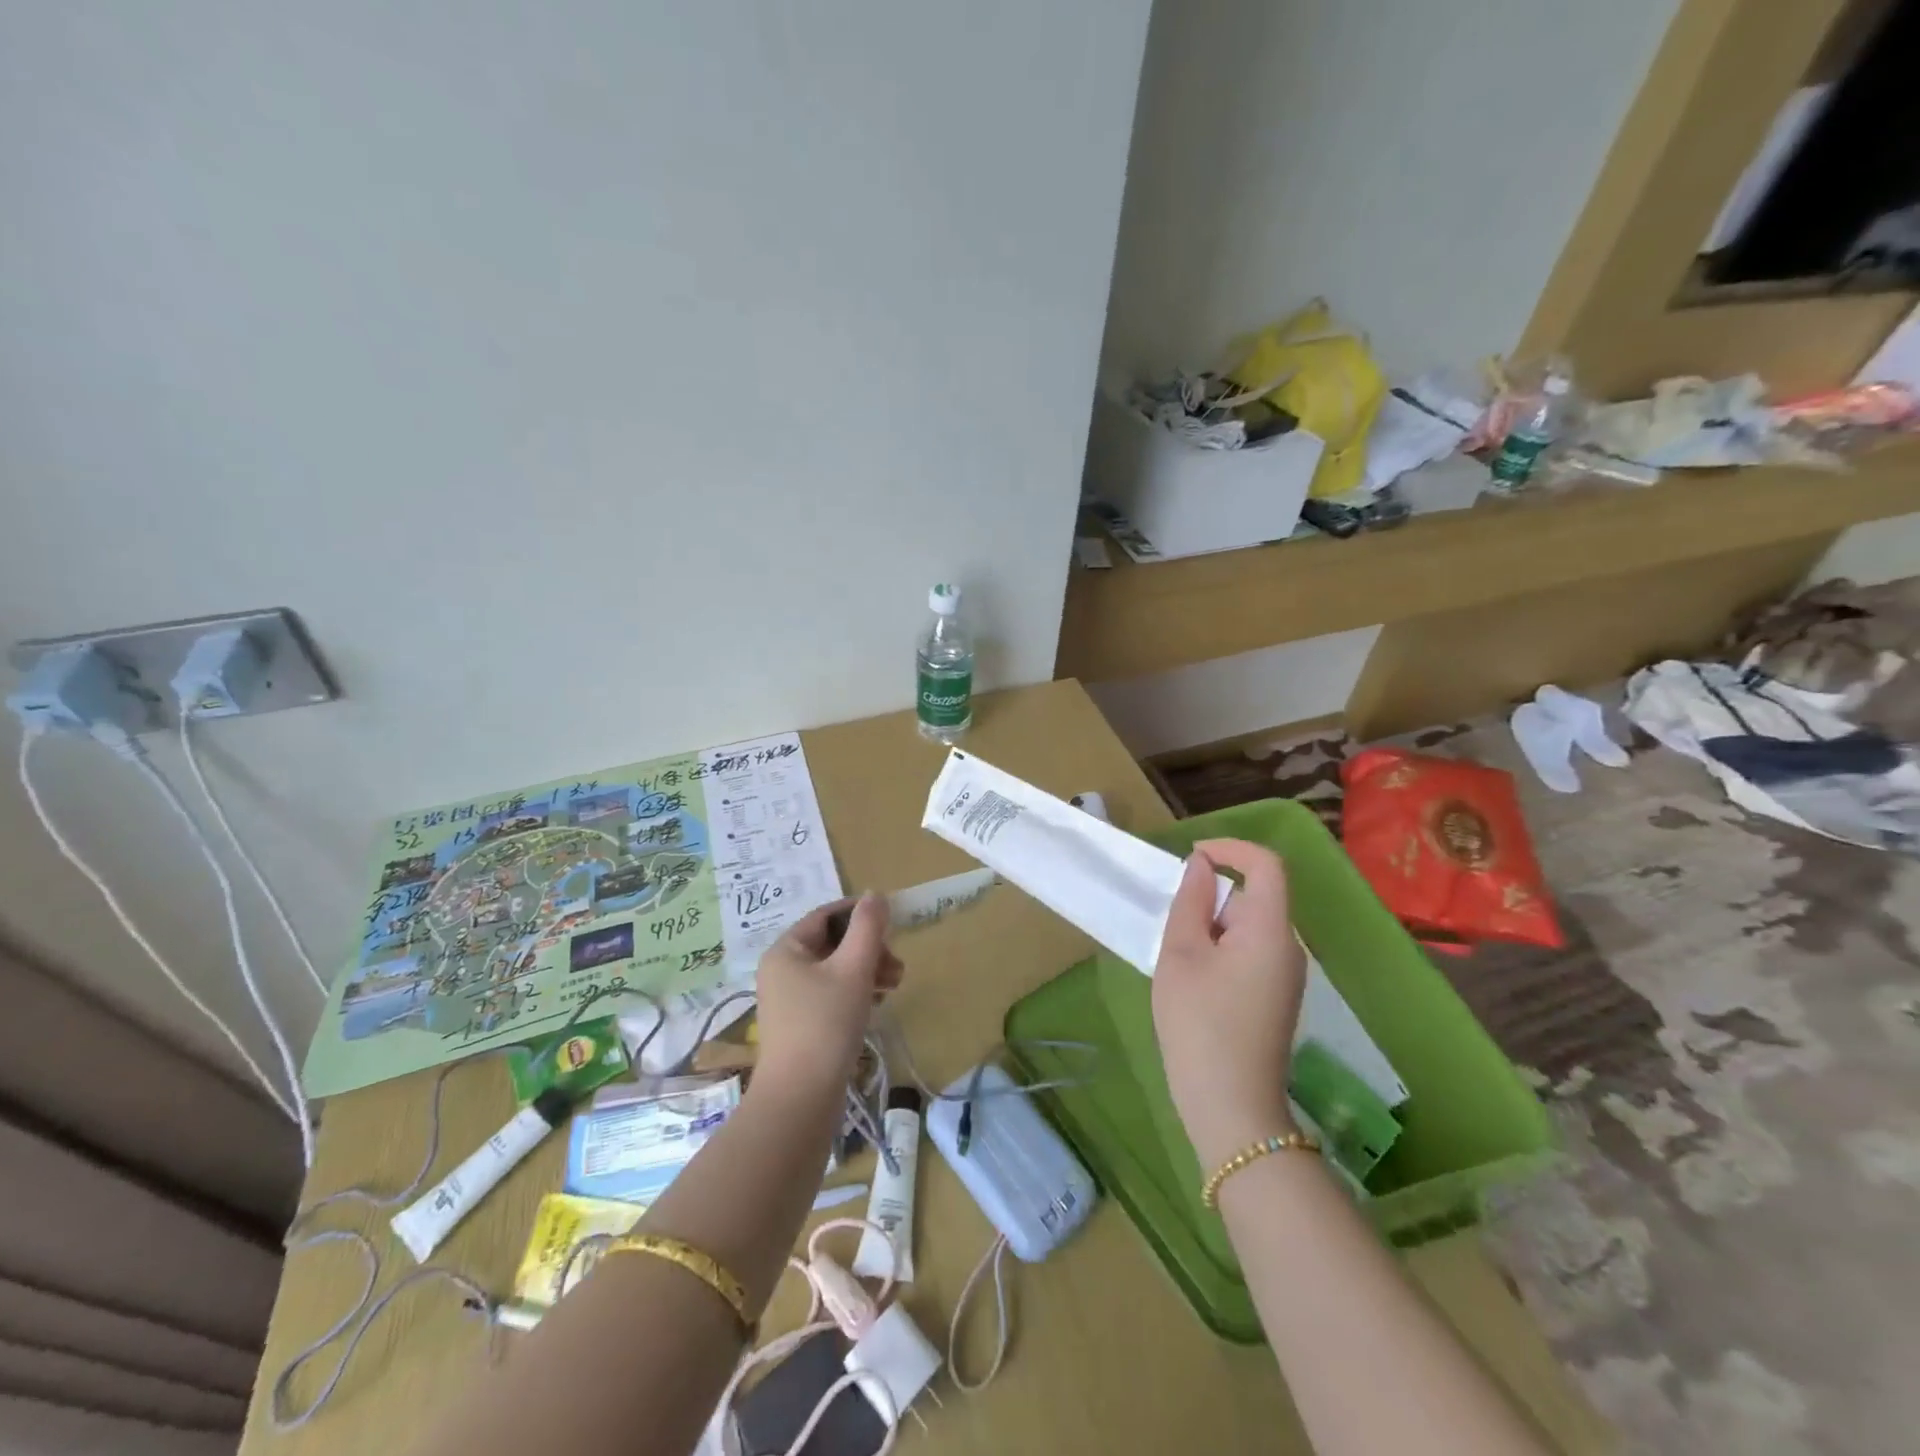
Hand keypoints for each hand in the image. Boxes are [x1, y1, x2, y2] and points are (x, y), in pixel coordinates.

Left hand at [753, 894, 902, 1095]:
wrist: (800, 1100)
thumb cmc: (826, 1025)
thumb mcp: (853, 969)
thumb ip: (867, 927)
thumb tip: (874, 894)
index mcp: (786, 950)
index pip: (826, 915)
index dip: (860, 913)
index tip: (892, 921)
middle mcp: (782, 970)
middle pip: (833, 942)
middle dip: (869, 948)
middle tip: (898, 966)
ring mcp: (790, 1000)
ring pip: (836, 969)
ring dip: (868, 969)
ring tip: (895, 985)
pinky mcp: (802, 1025)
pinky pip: (832, 994)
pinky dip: (857, 992)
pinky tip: (878, 1004)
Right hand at [1153, 839, 1307, 1168]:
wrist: (1231, 1108)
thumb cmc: (1199, 1023)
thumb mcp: (1180, 954)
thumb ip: (1190, 901)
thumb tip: (1201, 866)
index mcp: (1270, 930)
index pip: (1265, 864)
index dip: (1230, 848)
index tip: (1191, 857)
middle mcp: (1288, 947)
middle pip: (1252, 898)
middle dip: (1208, 900)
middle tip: (1170, 930)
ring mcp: (1286, 976)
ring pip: (1246, 928)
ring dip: (1209, 929)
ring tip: (1177, 963)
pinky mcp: (1276, 998)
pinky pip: (1248, 954)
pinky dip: (1218, 952)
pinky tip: (1193, 985)